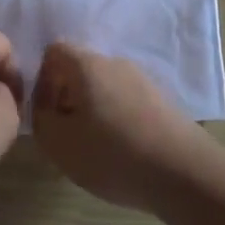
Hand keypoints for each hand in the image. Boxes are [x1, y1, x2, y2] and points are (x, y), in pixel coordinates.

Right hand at [30, 43, 208, 209]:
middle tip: (66, 134)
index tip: (46, 113)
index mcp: (87, 64)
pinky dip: (116, 121)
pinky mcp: (162, 102)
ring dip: (92, 111)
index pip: (54, 51)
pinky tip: (121, 153)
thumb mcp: (58, 142)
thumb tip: (48, 108)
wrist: (183, 172)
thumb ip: (41, 119)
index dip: (42, 80)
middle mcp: (115, 63)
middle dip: (67, 98)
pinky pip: (127, 103)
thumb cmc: (111, 153)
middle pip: (80, 70)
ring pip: (105, 88)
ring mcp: (143, 81)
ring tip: (94, 148)